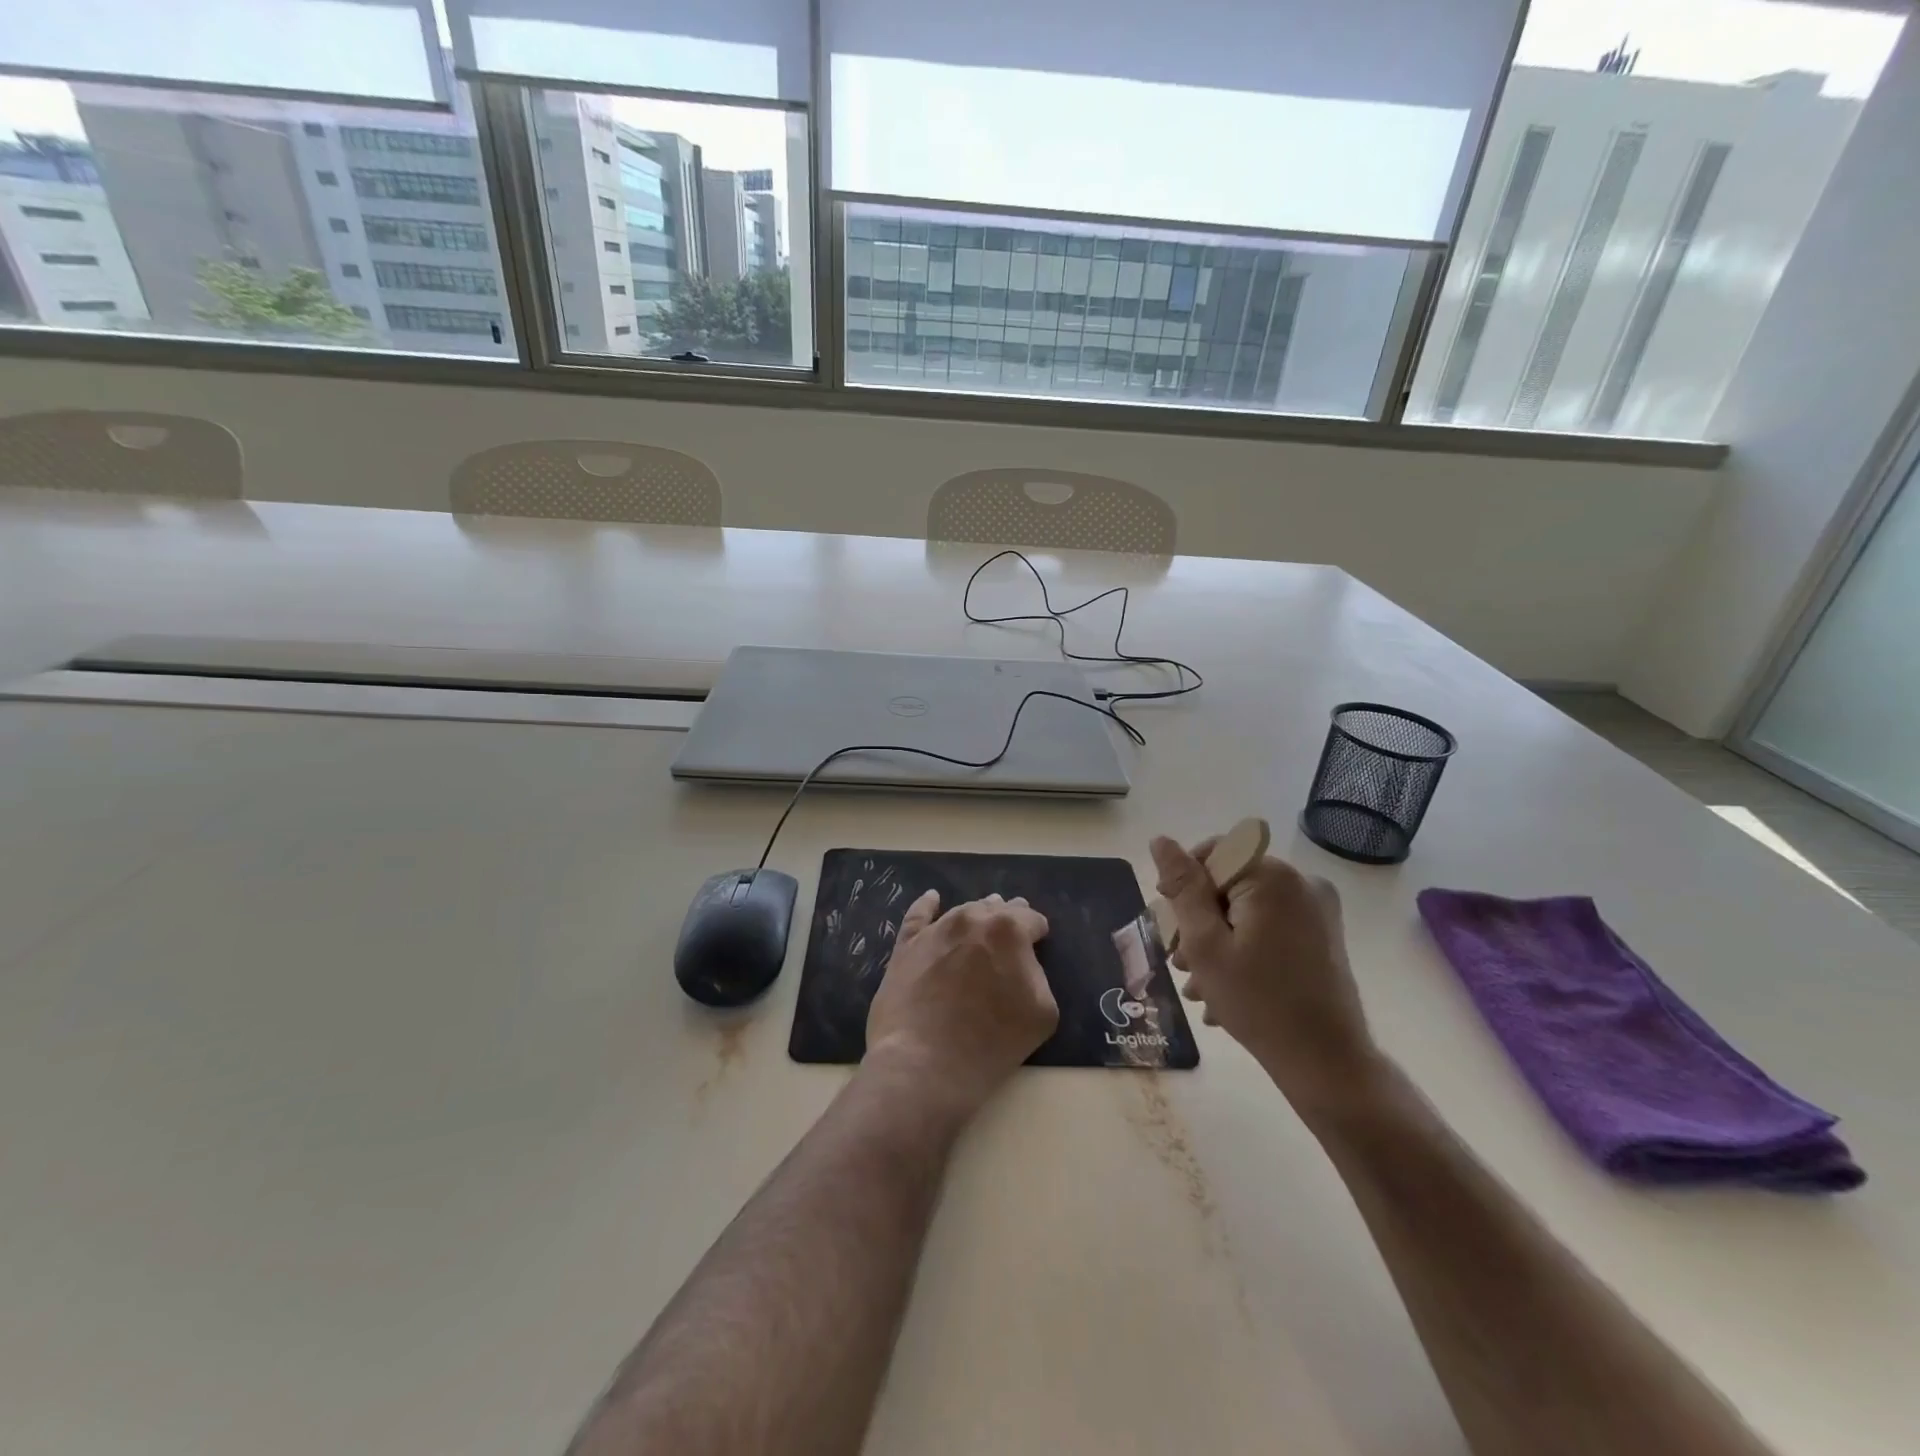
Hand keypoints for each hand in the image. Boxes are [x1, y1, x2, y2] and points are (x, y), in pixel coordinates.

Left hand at [865, 891, 1058, 1115]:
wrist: (925, 1062)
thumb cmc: (992, 1040)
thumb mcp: (1043, 1011)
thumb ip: (1038, 975)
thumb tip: (1023, 963)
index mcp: (1009, 929)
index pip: (1032, 920)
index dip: (1037, 933)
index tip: (1038, 945)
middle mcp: (972, 919)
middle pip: (997, 910)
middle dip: (1008, 918)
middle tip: (1013, 933)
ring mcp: (936, 930)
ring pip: (963, 911)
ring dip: (977, 913)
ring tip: (984, 916)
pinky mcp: (907, 946)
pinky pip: (918, 915)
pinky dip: (927, 905)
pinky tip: (932, 898)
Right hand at [1149, 836, 1380, 1116]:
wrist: (1327, 1064)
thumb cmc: (1259, 1002)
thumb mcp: (1205, 944)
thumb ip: (1183, 888)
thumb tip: (1161, 841)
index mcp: (1273, 876)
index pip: (1211, 854)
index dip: (1183, 886)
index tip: (1170, 926)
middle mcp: (1301, 882)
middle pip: (1229, 883)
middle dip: (1198, 921)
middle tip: (1180, 964)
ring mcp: (1317, 910)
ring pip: (1247, 909)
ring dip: (1217, 941)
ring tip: (1198, 985)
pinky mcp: (1323, 935)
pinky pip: (1269, 926)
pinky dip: (1244, 949)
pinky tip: (1226, 988)